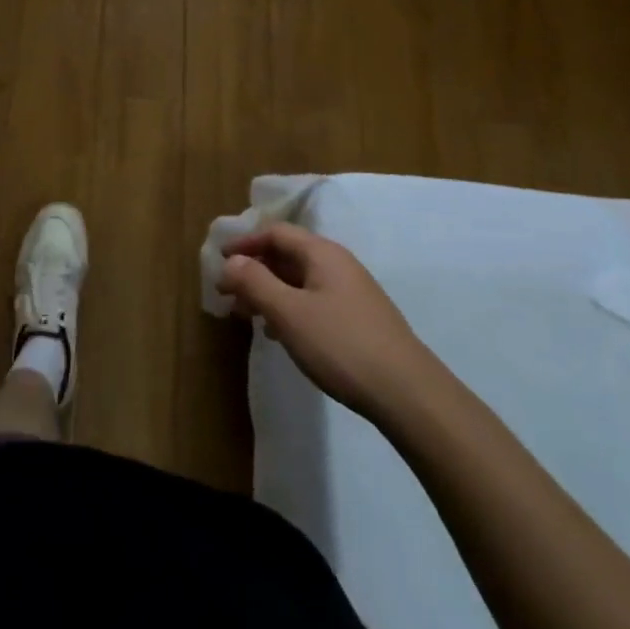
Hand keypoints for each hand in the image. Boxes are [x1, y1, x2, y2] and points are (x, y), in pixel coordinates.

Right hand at [218, 223, 435, 418]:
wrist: (409, 395)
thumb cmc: (341, 345)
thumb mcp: (288, 313)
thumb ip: (255, 283)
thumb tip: (231, 261)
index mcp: (322, 254)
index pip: (276, 233)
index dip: (245, 242)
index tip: (220, 260)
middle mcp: (339, 265)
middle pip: (288, 255)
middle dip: (255, 270)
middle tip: (228, 293)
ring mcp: (352, 293)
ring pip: (300, 281)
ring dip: (270, 291)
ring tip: (248, 315)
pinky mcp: (360, 320)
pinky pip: (314, 301)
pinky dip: (290, 308)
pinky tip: (281, 334)